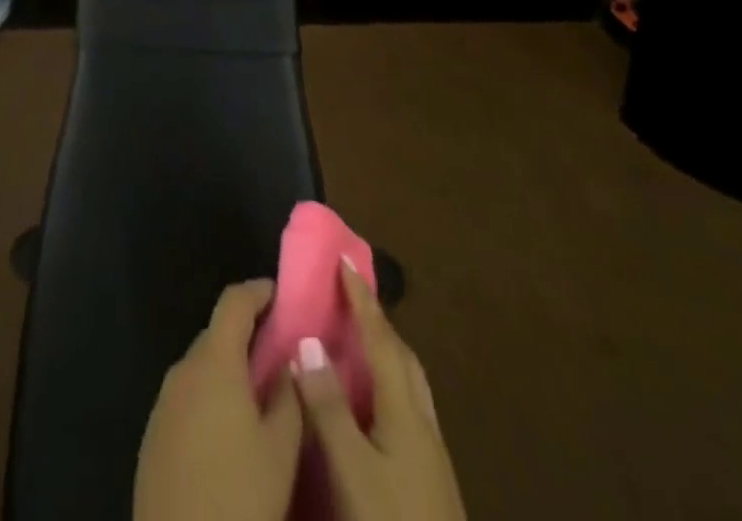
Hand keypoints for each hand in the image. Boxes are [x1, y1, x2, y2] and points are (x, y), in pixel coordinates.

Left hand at [134, 278, 304, 520]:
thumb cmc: (238, 498)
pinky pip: (187, 398)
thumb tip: (289, 360)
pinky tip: (228, 432)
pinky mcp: (153, 436)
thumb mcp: (281, 449)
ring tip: (259, 395)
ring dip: (227, 370)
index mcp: (214, 361)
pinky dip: (209, 398)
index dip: (258, 292)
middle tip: (279, 352)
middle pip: (217, 334)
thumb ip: (288, 396)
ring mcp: (163, 402)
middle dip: (246, 335)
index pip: (233, 302)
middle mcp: (183, 369)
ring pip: (201, 368)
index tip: (280, 295)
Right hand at [293, 262, 467, 520]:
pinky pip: (407, 410)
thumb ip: (330, 407)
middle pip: (403, 358)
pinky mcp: (431, 482)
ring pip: (409, 386)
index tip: (345, 260)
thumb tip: (309, 340)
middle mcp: (423, 424)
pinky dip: (387, 387)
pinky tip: (370, 407)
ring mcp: (432, 456)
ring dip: (385, 354)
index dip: (362, 299)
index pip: (382, 339)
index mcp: (406, 412)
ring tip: (357, 343)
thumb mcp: (352, 470)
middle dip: (378, 322)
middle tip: (350, 298)